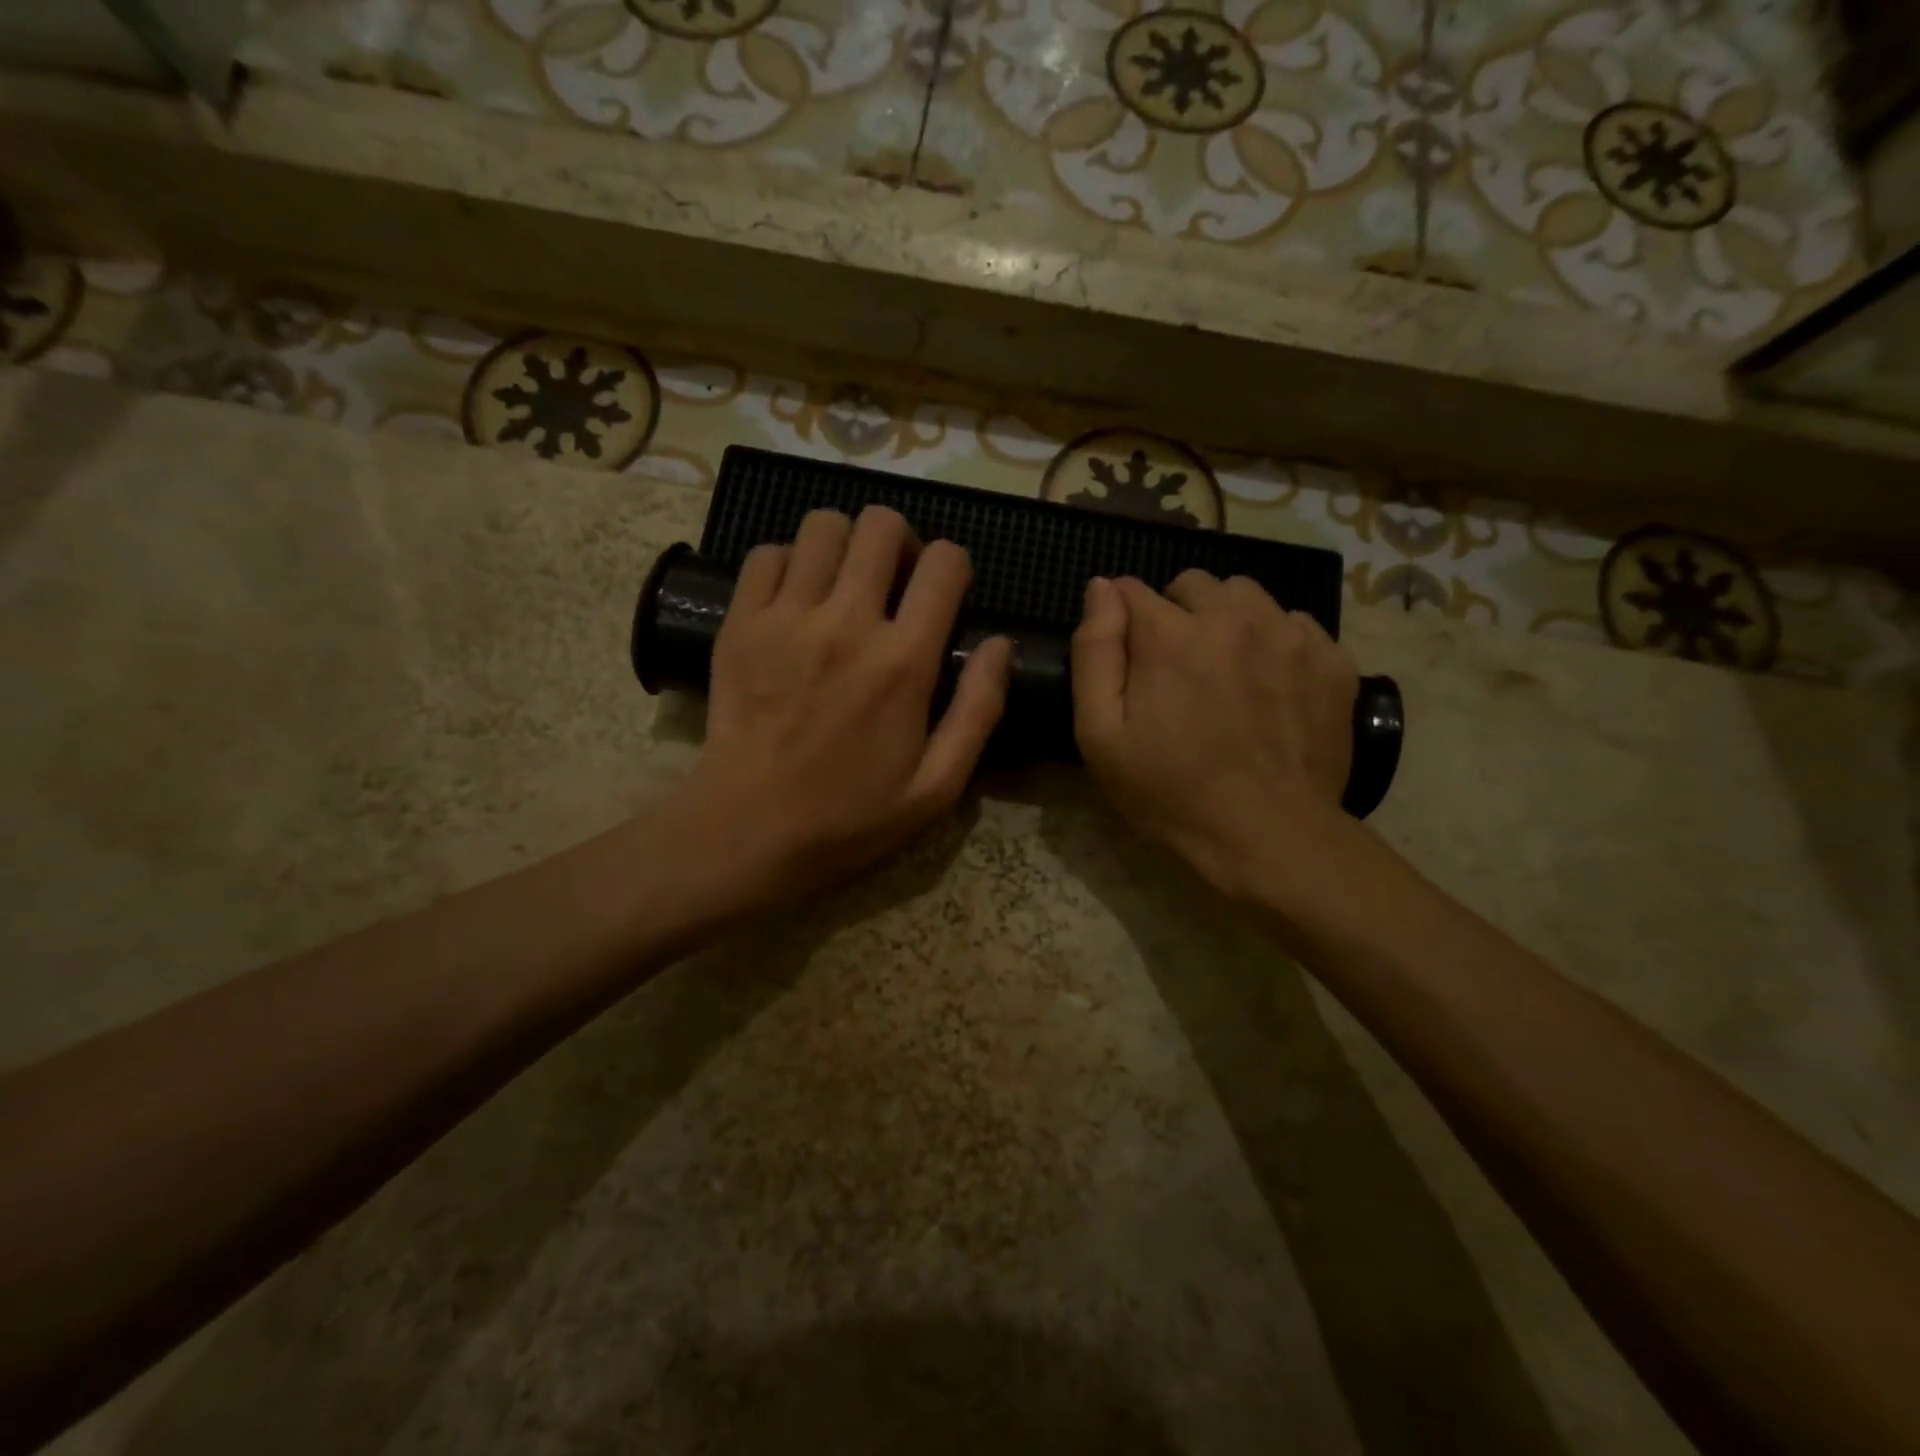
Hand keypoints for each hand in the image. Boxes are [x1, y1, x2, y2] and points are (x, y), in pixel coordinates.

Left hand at [670, 506, 1011, 910]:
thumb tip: (1001, 644)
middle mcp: (846, 622)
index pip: (945, 562)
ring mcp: (786, 617)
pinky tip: (796, 600)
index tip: (943, 595)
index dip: (953, 566)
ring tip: (843, 585)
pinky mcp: (739, 622)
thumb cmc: (849, 817)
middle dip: (900, 542)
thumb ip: (979, 710)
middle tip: (893, 582)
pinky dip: (788, 563)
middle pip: (881, 524)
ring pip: (822, 525)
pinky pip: (766, 553)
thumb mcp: (936, 787)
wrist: (747, 831)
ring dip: (844, 545)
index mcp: (903, 662)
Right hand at [1070, 572, 1358, 902]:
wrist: (1270, 836)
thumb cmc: (1170, 792)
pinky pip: (1294, 624)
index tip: (1128, 659)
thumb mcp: (1100, 735)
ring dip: (1227, 620)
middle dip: (1176, 615)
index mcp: (1170, 634)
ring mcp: (1290, 635)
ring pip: (1247, 596)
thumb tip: (1102, 588)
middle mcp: (1232, 617)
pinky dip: (1275, 643)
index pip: (1130, 591)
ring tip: (1226, 671)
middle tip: (1177, 670)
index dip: (1121, 621)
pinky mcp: (1332, 659)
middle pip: (1193, 585)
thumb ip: (1095, 652)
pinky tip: (1271, 687)